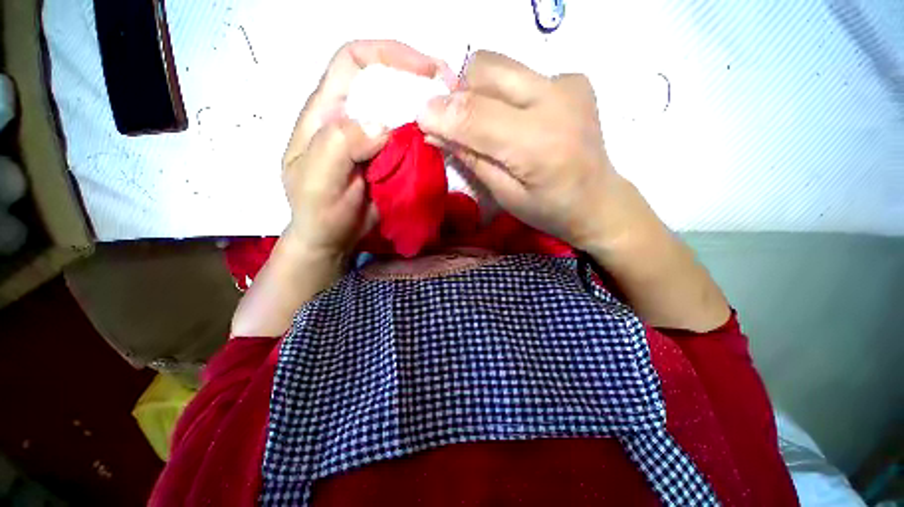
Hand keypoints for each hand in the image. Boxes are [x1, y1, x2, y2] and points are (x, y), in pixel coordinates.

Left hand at [283, 40, 452, 255]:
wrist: (333, 239)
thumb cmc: (317, 212)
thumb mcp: (317, 180)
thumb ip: (339, 145)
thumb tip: (381, 125)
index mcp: (326, 113)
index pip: (354, 61)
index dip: (389, 53)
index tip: (425, 69)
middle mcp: (352, 118)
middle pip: (385, 82)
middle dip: (418, 79)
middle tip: (451, 92)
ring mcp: (374, 140)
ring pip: (402, 111)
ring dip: (426, 109)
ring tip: (451, 116)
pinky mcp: (391, 159)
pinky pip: (411, 140)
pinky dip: (427, 137)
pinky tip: (441, 141)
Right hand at [416, 51, 626, 250]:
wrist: (598, 201)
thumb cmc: (549, 210)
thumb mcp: (504, 196)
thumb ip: (472, 159)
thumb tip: (436, 129)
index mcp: (538, 145)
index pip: (475, 115)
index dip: (441, 112)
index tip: (420, 117)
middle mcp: (555, 101)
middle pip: (485, 69)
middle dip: (458, 93)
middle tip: (456, 123)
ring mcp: (568, 83)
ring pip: (500, 64)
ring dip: (479, 90)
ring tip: (485, 122)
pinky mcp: (573, 79)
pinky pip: (521, 73)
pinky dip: (505, 92)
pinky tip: (516, 118)